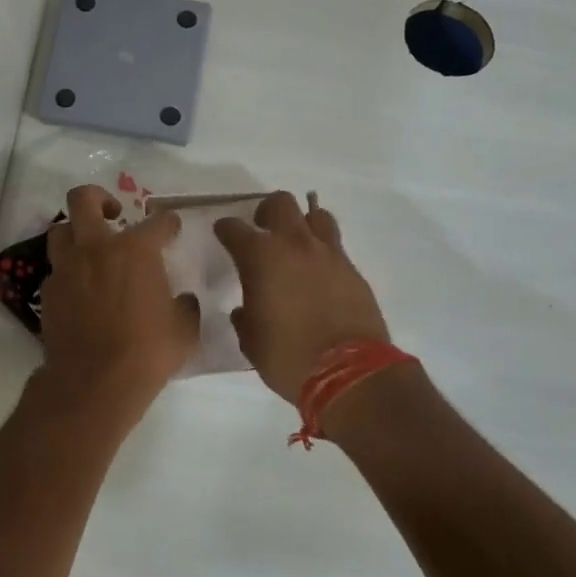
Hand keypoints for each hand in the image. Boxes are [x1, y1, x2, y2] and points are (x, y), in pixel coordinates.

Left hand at [39, 185, 200, 405]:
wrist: (94, 383)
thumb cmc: (147, 352)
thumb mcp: (184, 330)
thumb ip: (185, 306)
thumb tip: (182, 300)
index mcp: (136, 250)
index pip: (158, 222)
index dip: (168, 224)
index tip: (171, 230)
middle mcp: (97, 248)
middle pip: (84, 199)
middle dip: (99, 198)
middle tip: (113, 214)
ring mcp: (67, 268)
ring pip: (60, 230)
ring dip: (75, 233)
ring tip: (90, 249)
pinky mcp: (48, 292)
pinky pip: (56, 270)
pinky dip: (68, 272)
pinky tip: (80, 290)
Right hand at [214, 192, 390, 402]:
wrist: (350, 373)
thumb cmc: (289, 357)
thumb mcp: (252, 342)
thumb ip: (244, 318)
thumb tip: (244, 310)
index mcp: (261, 258)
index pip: (234, 228)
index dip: (225, 229)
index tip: (223, 234)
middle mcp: (294, 245)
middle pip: (281, 203)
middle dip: (267, 212)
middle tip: (262, 230)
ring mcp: (328, 254)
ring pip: (316, 215)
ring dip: (302, 223)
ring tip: (296, 244)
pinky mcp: (352, 269)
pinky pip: (335, 245)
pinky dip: (323, 250)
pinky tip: (318, 271)